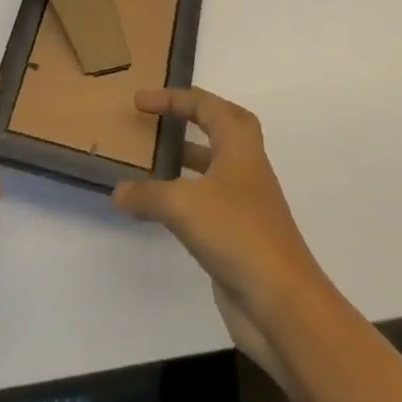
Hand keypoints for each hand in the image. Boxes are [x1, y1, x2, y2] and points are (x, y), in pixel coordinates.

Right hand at [112, 88, 329, 340]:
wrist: (282, 303)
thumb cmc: (237, 233)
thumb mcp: (183, 206)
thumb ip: (148, 195)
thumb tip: (118, 192)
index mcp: (239, 144)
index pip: (205, 105)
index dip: (172, 99)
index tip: (140, 102)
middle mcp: (245, 165)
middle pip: (218, 127)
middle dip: (188, 118)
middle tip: (157, 120)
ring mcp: (245, 201)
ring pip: (212, 166)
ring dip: (185, 158)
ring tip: (151, 161)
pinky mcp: (239, 233)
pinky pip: (207, 201)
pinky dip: (184, 196)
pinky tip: (161, 208)